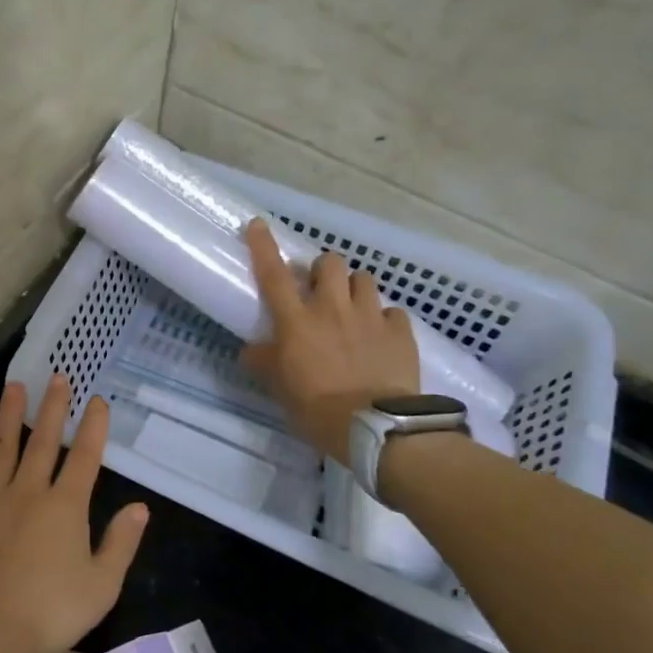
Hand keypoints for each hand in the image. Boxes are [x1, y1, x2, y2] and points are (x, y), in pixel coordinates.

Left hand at [0, 377, 148, 652]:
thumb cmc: (53, 613)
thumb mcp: (102, 584)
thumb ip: (121, 542)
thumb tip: (140, 507)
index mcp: (64, 507)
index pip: (84, 457)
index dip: (93, 427)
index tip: (97, 399)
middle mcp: (27, 494)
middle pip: (42, 443)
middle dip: (53, 408)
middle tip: (57, 376)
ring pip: (0, 453)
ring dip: (8, 419)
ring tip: (11, 389)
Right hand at [240, 217, 420, 463]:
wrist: (377, 427)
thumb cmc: (318, 409)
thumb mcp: (281, 389)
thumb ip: (266, 362)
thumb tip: (251, 350)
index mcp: (297, 322)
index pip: (274, 275)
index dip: (264, 246)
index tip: (258, 225)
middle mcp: (332, 309)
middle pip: (329, 263)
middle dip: (322, 269)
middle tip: (319, 288)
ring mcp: (370, 317)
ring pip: (363, 279)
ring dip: (354, 288)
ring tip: (353, 308)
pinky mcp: (400, 331)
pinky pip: (393, 311)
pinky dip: (385, 318)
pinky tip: (382, 335)